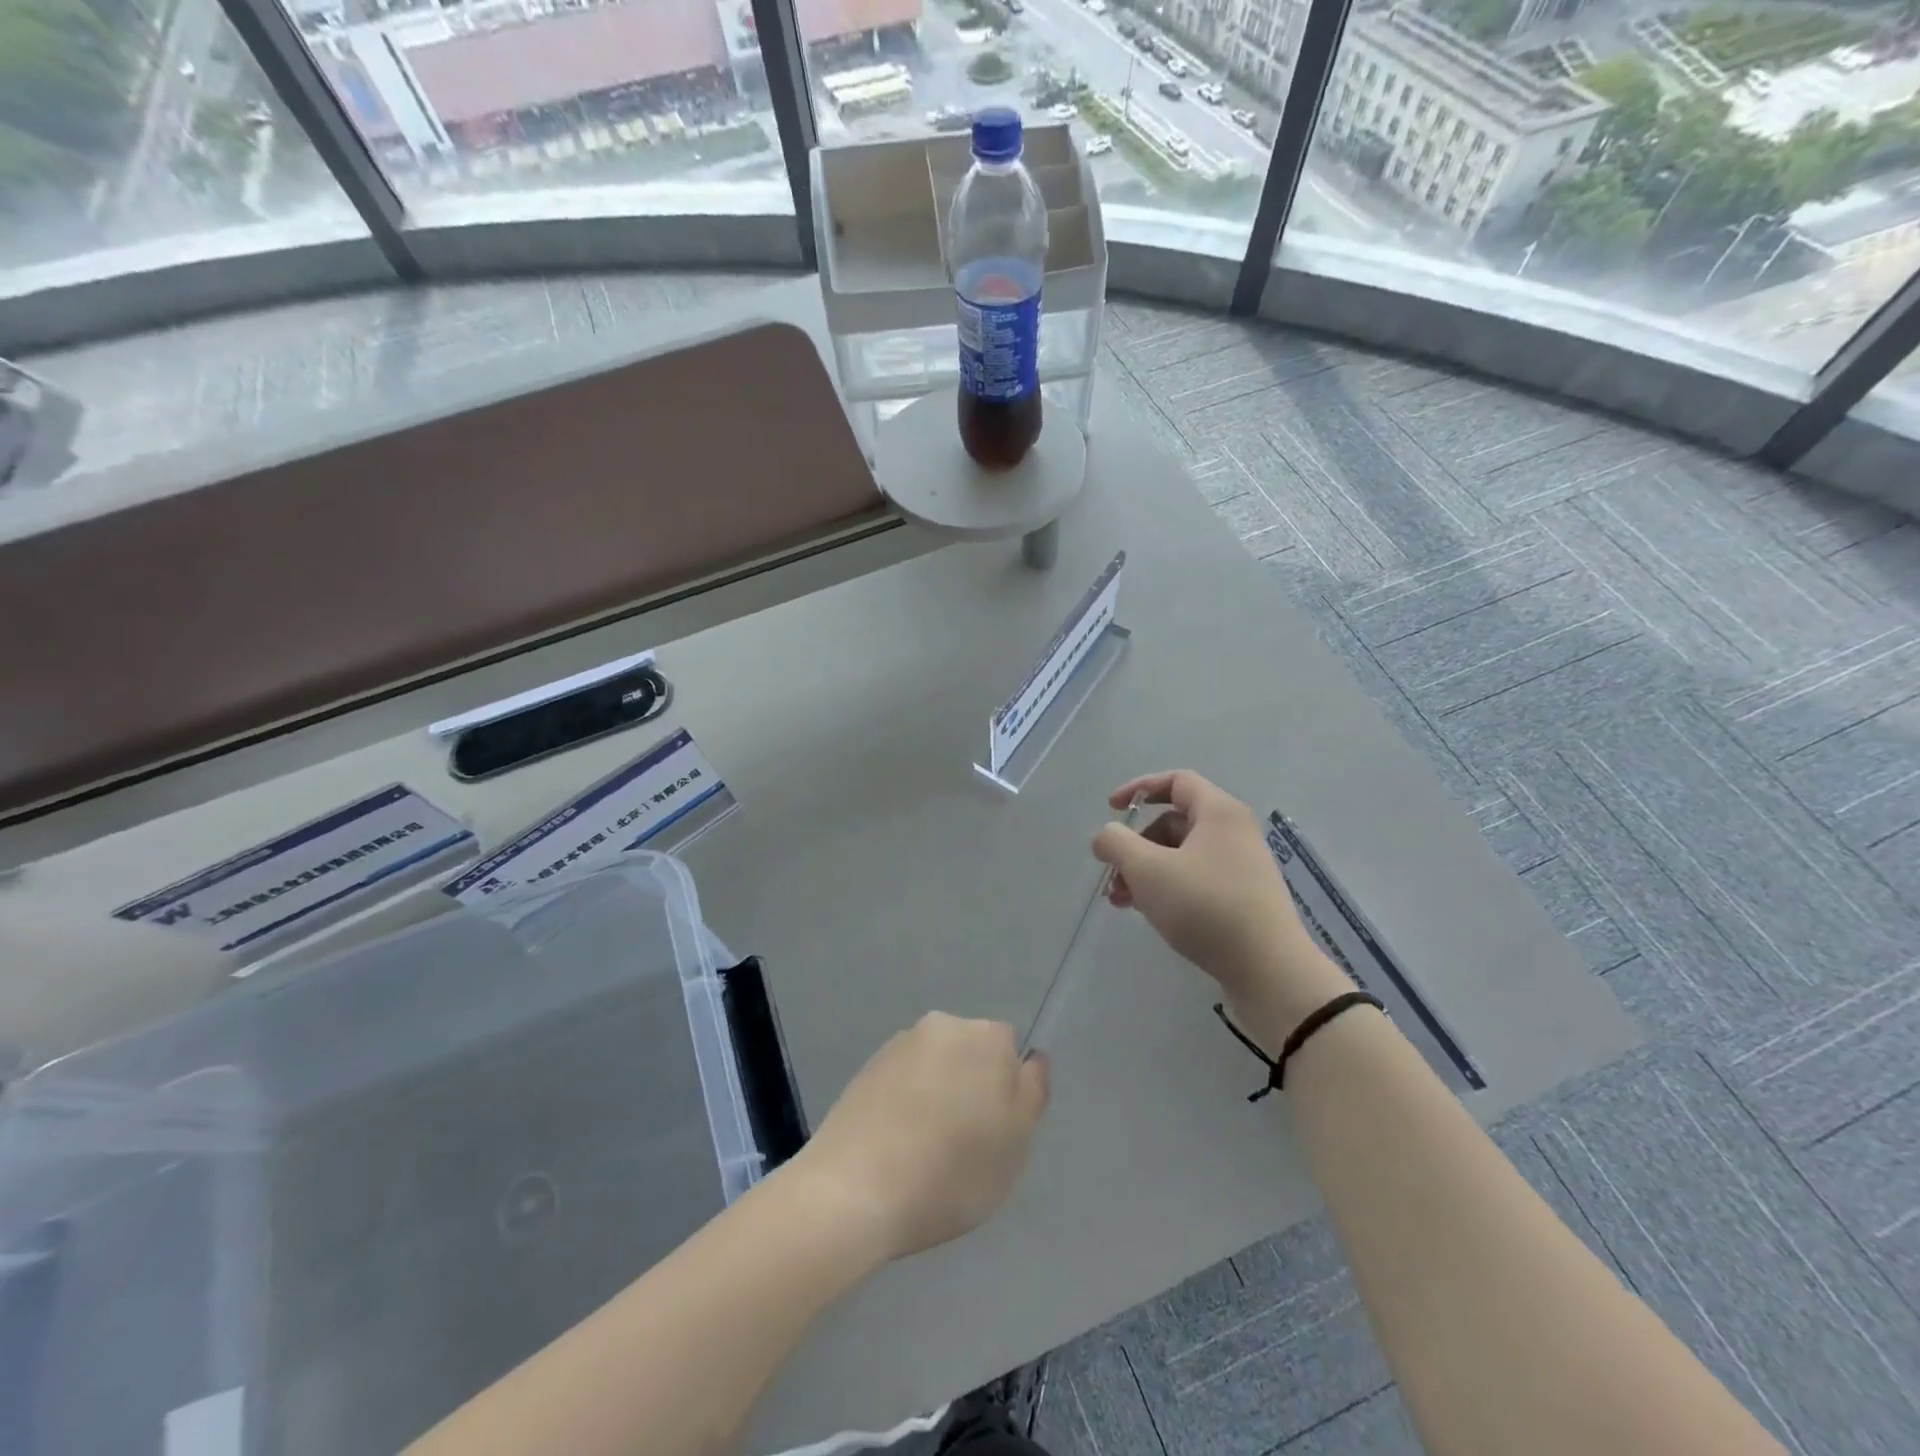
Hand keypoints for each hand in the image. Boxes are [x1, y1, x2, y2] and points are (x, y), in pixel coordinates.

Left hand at [793, 1013, 1048, 1262]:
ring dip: (938, 1096)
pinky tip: (896, 1147)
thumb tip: (1031, 1059)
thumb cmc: (949, 1171)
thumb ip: (1031, 1093)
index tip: (993, 1132)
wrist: (853, 1190)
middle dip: (971, 1088)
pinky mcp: (868, 1068)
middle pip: (971, 1054)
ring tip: (925, 1152)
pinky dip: (906, 1105)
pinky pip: (903, 1082)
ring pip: (936, 1068)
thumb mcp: (1015, 1145)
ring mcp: (900, 1044)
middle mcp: (942, 1025)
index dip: (1007, 1093)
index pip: (1010, 1051)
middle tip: (964, 1145)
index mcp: (985, 1036)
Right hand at [1092, 771, 1350, 1043]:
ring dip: (1146, 871)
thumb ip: (1116, 843)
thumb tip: (1106, 836)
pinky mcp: (1243, 898)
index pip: (1176, 781)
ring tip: (1121, 902)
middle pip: (1174, 822)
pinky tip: (1148, 914)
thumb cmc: (1204, 907)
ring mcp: (1242, 867)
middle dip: (1136, 845)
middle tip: (1113, 874)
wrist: (1267, 969)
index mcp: (1219, 813)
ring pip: (1181, 855)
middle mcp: (1234, 832)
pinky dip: (1167, 888)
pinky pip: (1196, 879)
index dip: (1139, 788)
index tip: (1111, 808)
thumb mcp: (1147, 870)